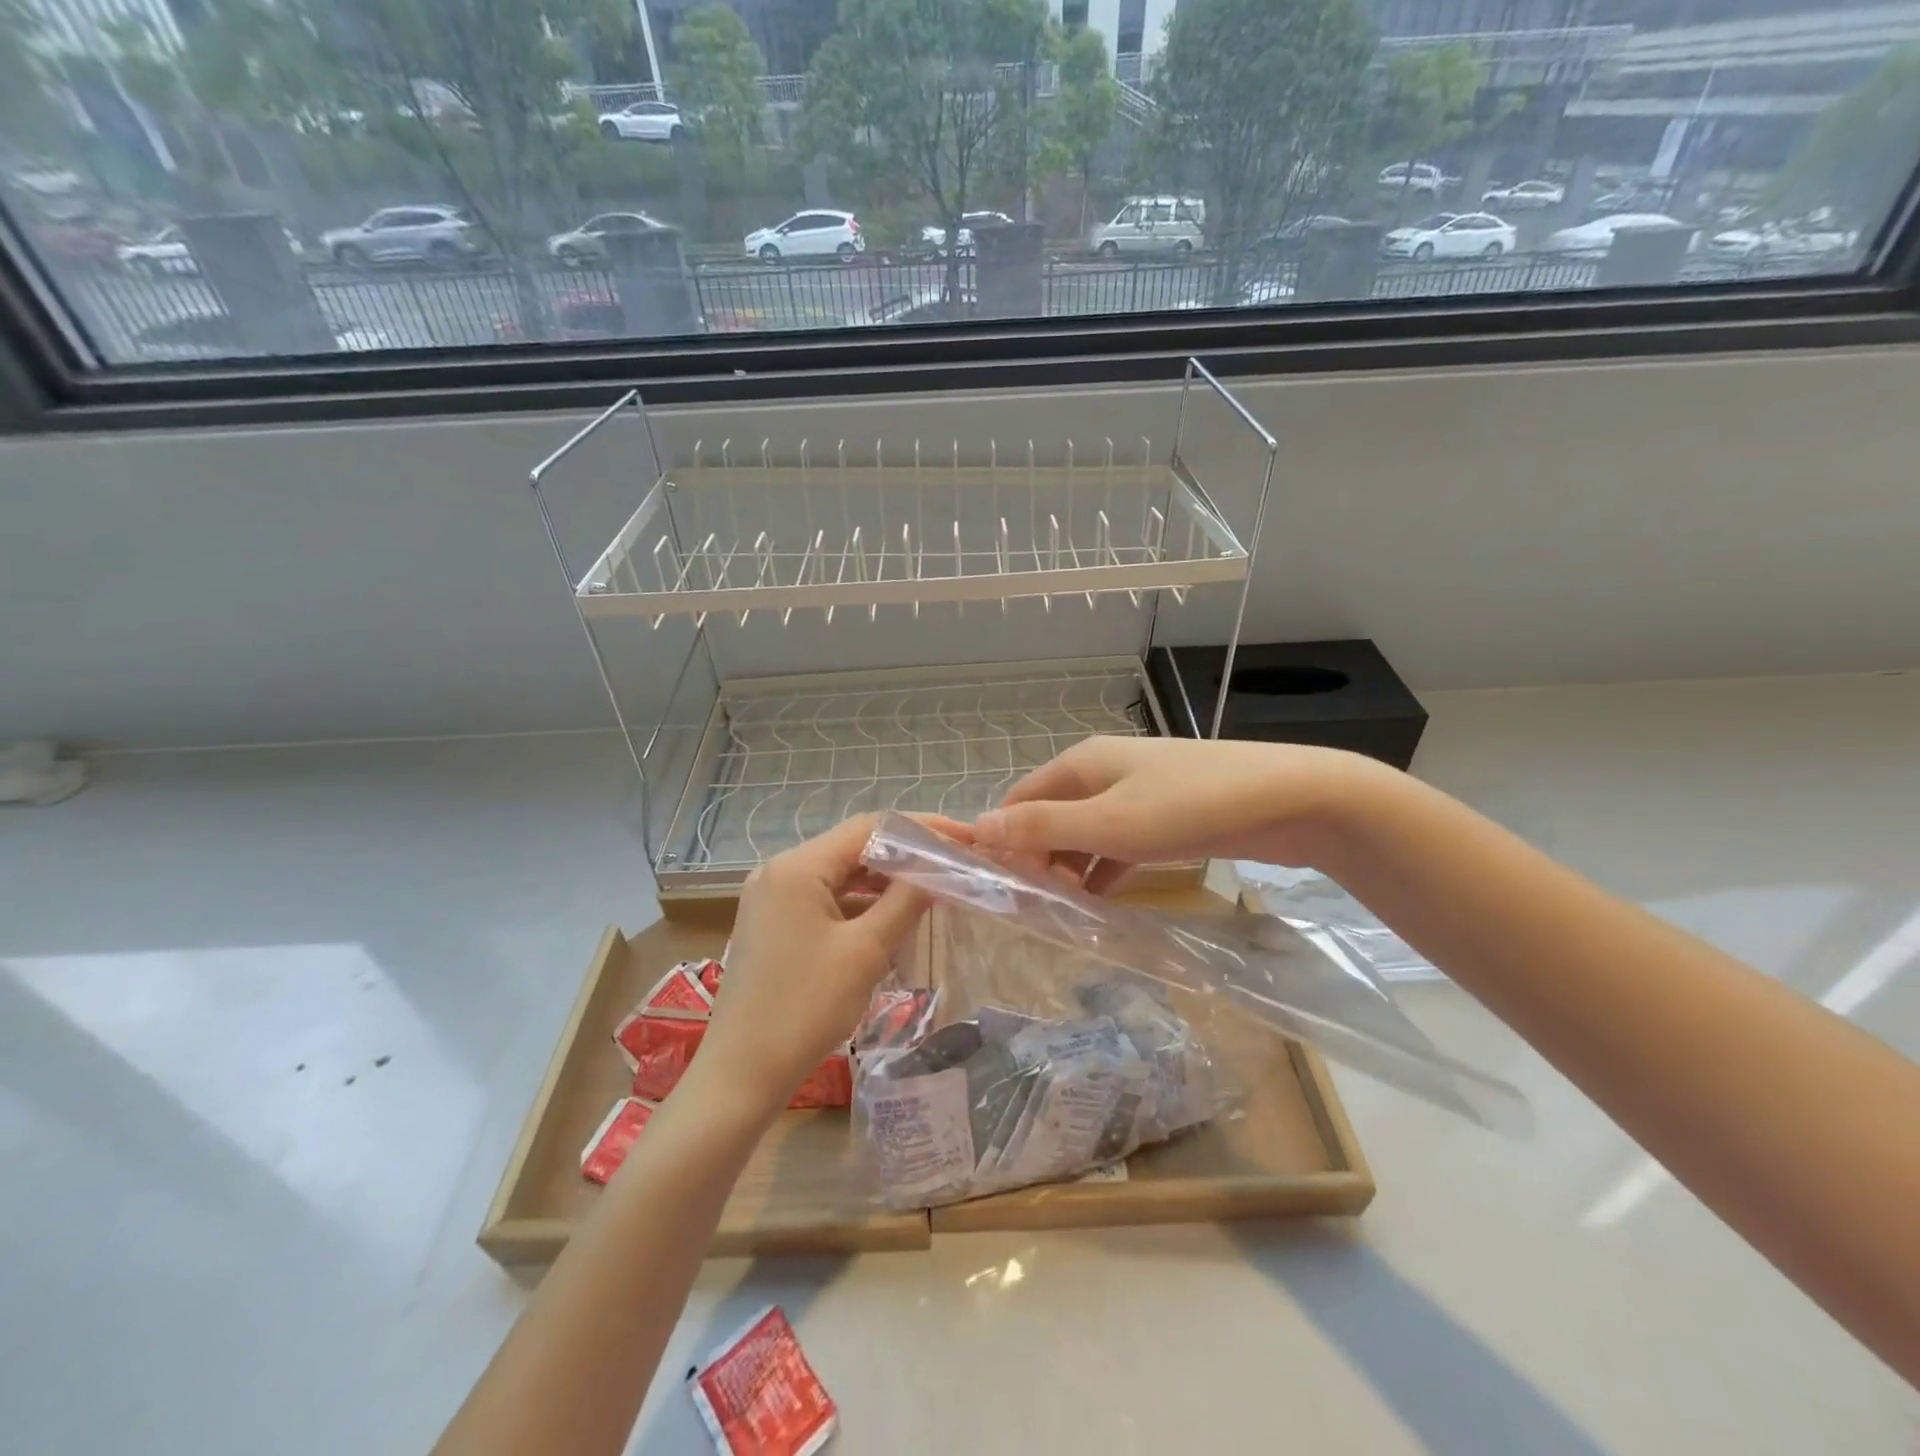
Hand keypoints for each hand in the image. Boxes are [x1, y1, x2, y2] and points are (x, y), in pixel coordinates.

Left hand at [690, 814, 927, 1119]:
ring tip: (930, 890)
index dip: (921, 829)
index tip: (963, 839)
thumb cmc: (805, 1009)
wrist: (741, 1074)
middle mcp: (780, 871)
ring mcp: (772, 898)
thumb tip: (939, 869)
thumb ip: (906, 901)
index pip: (869, 828)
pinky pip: (825, 899)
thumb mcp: (865, 952)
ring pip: (840, 874)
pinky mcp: (773, 923)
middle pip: (853, 847)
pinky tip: (890, 919)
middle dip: (904, 854)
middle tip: (952, 864)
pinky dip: (859, 904)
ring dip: (883, 881)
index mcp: (797, 867)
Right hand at [973, 736, 1389, 892]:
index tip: (998, 889)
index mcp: (1081, 764)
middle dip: (1037, 858)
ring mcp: (1138, 791)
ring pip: (1085, 831)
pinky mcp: (1167, 814)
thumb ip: (1043, 828)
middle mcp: (1103, 771)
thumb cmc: (1191, 807)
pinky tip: (1100, 901)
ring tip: (1061, 912)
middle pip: (1050, 814)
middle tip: (1033, 908)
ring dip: (1070, 867)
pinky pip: (1119, 842)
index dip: (1003, 839)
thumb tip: (976, 827)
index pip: (1019, 799)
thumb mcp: (1109, 823)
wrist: (1293, 798)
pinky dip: (1105, 868)